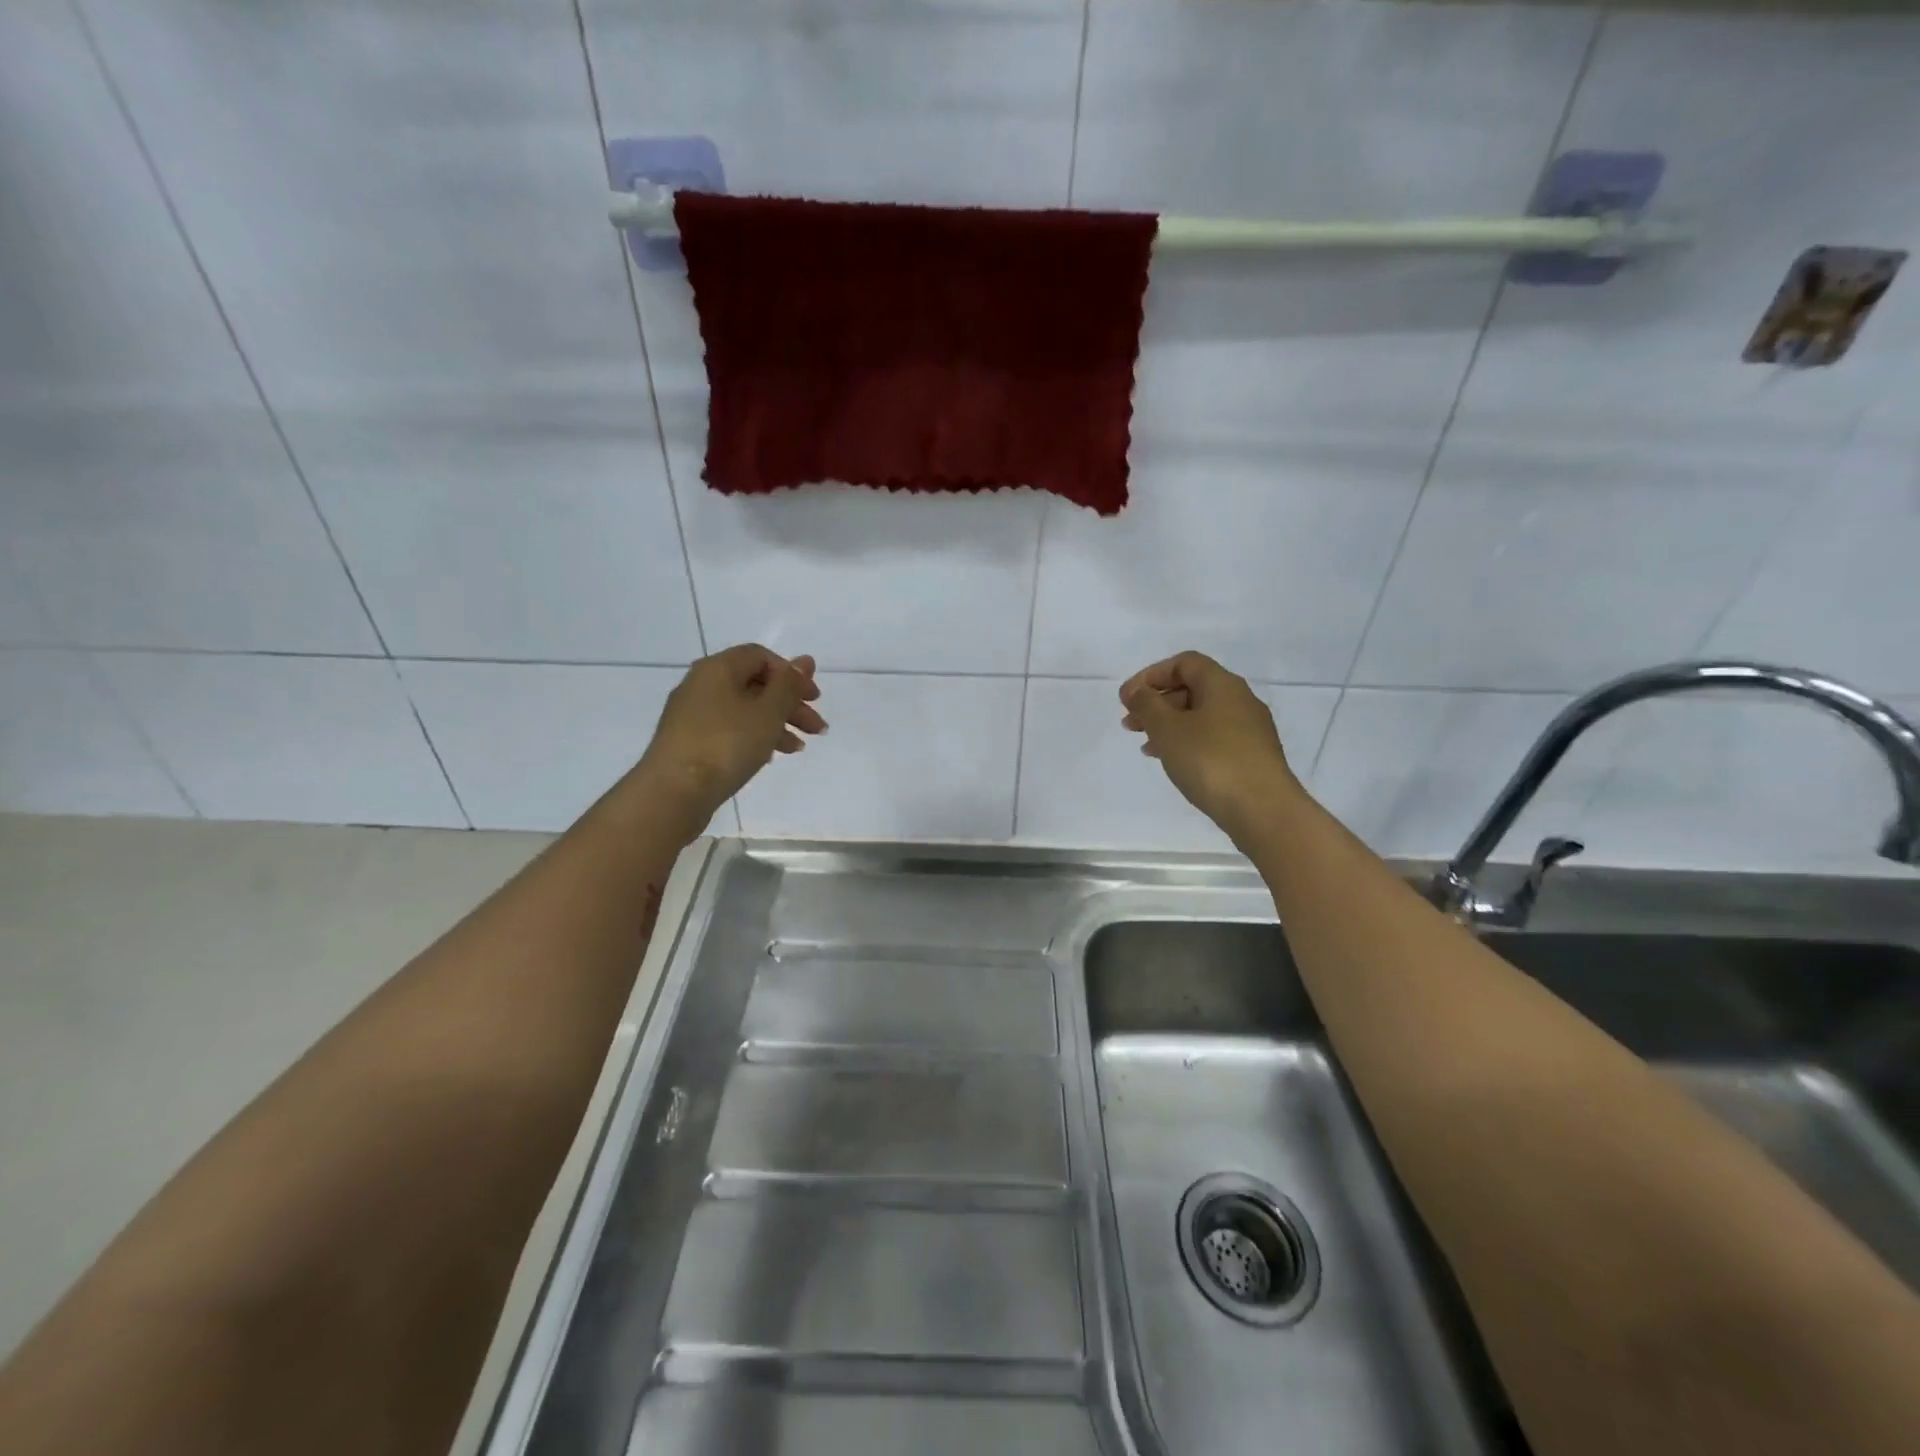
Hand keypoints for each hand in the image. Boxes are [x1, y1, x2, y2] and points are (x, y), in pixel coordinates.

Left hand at [639, 644, 824, 824]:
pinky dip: (753, 736)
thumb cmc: (726, 744)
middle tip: (816, 728)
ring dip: (776, 724)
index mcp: (718, 668)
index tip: (813, 698)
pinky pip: (728, 728)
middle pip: (754, 683)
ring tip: (798, 748)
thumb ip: (789, 685)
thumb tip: (805, 660)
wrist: (673, 792)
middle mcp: (701, 683)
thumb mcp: (767, 712)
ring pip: (744, 709)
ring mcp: (692, 713)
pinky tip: (769, 757)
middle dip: (789, 704)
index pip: (761, 656)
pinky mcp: (688, 740)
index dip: (791, 674)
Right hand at [1120, 651, 1303, 842]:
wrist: (1263, 810)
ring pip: (1201, 715)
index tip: (1127, 699)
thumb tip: (1138, 691)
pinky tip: (1175, 762)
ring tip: (1146, 747)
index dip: (1151, 675)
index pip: (1184, 663)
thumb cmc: (1210, 761)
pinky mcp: (1253, 756)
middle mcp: (1240, 700)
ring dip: (1169, 725)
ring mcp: (1250, 729)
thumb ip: (1147, 704)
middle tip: (1130, 724)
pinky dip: (1188, 742)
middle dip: (1157, 702)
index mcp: (1222, 684)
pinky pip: (1213, 738)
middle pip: (1192, 688)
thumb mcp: (1168, 729)